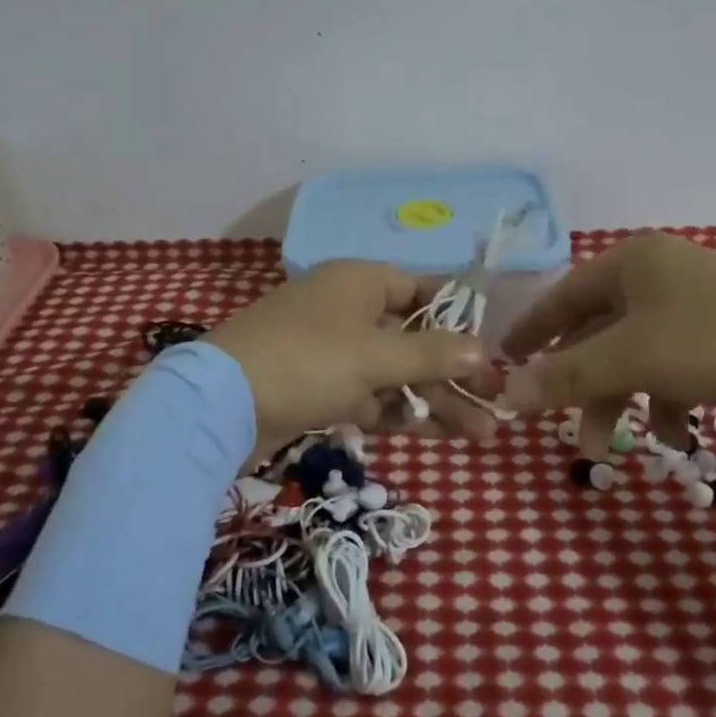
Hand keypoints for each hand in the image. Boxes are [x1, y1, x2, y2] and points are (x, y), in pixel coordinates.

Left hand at [208, 261, 503, 461]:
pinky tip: (435, 434)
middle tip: (496, 408)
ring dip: (433, 400)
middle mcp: (348, 308)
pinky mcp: (318, 386)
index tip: (490, 355)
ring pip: (394, 372)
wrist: (219, 405)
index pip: (424, 292)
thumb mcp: (376, 356)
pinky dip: (397, 412)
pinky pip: (369, 394)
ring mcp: (331, 349)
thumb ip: (433, 354)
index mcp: (360, 281)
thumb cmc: (308, 361)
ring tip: (480, 433)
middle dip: (454, 375)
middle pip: (413, 338)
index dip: (460, 323)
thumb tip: (483, 351)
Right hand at [499, 232, 715, 451]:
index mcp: (632, 262)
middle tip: (562, 427)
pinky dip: (662, 399)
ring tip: (610, 448)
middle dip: (581, 384)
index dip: (533, 328)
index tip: (506, 356)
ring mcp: (693, 304)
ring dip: (619, 400)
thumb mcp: (632, 359)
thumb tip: (507, 391)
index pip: (564, 295)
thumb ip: (566, 375)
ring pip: (634, 354)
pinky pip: (671, 365)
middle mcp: (658, 275)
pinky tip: (670, 434)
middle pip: (599, 331)